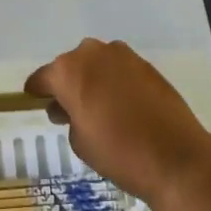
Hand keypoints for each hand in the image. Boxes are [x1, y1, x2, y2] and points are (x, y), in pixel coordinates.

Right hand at [26, 39, 210, 207]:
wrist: (175, 156)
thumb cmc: (118, 151)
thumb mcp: (79, 142)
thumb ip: (67, 117)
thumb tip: (70, 107)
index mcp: (68, 70)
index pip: (43, 78)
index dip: (38, 92)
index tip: (36, 102)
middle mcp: (92, 53)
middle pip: (70, 67)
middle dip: (68, 85)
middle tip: (71, 111)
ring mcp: (122, 55)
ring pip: (96, 65)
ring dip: (93, 80)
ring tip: (100, 109)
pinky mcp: (145, 64)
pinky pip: (119, 70)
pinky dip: (115, 82)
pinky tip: (122, 106)